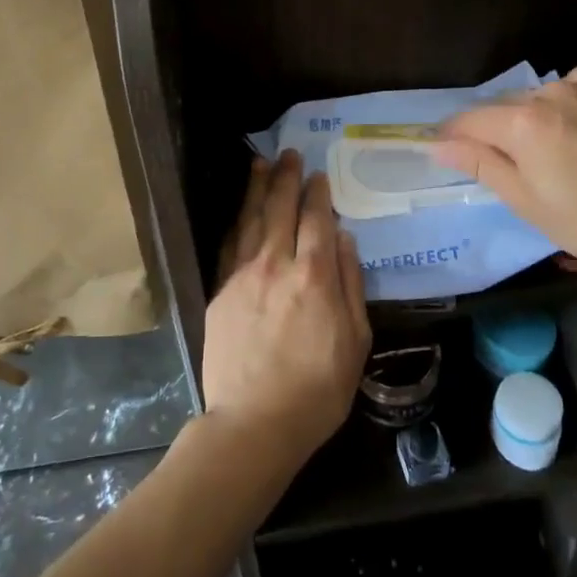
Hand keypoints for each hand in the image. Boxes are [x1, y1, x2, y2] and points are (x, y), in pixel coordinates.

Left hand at [202, 151, 371, 473]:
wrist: (255, 422)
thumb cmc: (318, 388)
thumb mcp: (356, 341)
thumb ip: (351, 285)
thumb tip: (345, 240)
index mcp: (315, 276)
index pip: (317, 220)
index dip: (318, 194)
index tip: (318, 175)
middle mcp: (277, 265)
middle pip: (281, 209)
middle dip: (286, 178)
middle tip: (290, 154)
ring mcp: (244, 276)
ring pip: (251, 220)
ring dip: (257, 189)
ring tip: (261, 163)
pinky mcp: (220, 292)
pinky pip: (230, 245)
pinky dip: (237, 221)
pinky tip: (241, 209)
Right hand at [434, 67, 576, 275]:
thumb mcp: (527, 202)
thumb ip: (481, 164)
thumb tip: (439, 145)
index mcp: (522, 123)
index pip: (469, 120)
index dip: (453, 135)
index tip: (445, 150)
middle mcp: (549, 93)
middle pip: (504, 106)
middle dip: (495, 129)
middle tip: (507, 163)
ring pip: (539, 96)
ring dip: (533, 116)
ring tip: (551, 150)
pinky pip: (575, 88)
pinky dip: (568, 106)